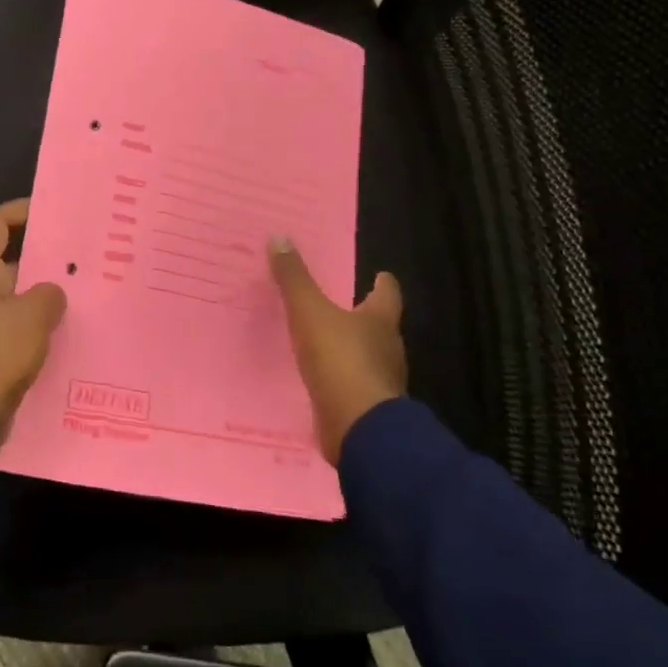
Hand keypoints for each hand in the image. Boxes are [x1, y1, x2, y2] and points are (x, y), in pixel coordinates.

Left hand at [0, 198, 67, 456]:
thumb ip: (48, 295)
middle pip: (9, 262)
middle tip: (82, 258)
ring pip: (16, 299)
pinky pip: (16, 330)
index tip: (50, 211)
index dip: (19, 212)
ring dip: (44, 297)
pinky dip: (38, 328)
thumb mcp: (33, 317)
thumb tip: (52, 292)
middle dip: (43, 258)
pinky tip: (69, 336)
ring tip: (84, 296)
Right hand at [268, 238, 406, 464]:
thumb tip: (280, 237)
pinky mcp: (366, 409)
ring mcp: (380, 382)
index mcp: (380, 321)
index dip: (383, 283)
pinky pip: (352, 387)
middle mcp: (387, 349)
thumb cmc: (341, 360)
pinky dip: (340, 380)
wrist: (359, 429)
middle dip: (364, 316)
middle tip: (342, 304)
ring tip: (325, 342)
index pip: (388, 294)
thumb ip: (294, 279)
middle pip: (380, 326)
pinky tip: (321, 380)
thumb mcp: (309, 313)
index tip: (380, 275)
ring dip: (351, 350)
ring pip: (368, 358)